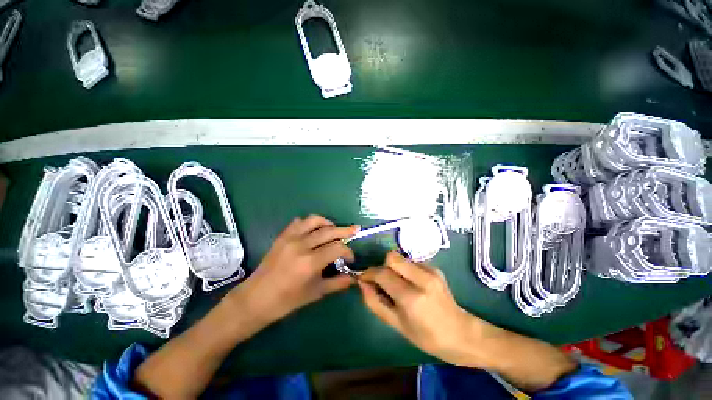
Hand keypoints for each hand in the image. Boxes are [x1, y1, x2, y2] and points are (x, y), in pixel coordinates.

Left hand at [232, 215, 358, 325]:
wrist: (255, 299)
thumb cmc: (287, 301)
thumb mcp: (316, 293)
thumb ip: (338, 283)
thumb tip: (354, 277)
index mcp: (310, 262)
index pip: (337, 248)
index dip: (348, 251)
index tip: (351, 258)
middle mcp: (301, 245)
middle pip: (329, 231)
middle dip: (345, 230)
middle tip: (355, 230)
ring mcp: (290, 238)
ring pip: (315, 220)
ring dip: (328, 223)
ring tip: (334, 229)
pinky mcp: (282, 236)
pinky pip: (299, 222)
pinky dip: (310, 223)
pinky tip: (314, 231)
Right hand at [358, 252, 482, 365]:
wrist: (462, 333)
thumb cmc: (427, 337)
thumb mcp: (396, 324)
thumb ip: (375, 302)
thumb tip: (362, 283)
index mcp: (412, 297)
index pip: (382, 273)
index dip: (369, 273)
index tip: (363, 278)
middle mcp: (422, 278)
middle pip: (392, 257)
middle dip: (382, 266)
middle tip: (382, 281)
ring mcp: (431, 270)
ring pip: (401, 257)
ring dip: (393, 268)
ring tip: (397, 284)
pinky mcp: (435, 268)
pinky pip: (411, 262)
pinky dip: (404, 269)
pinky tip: (410, 284)